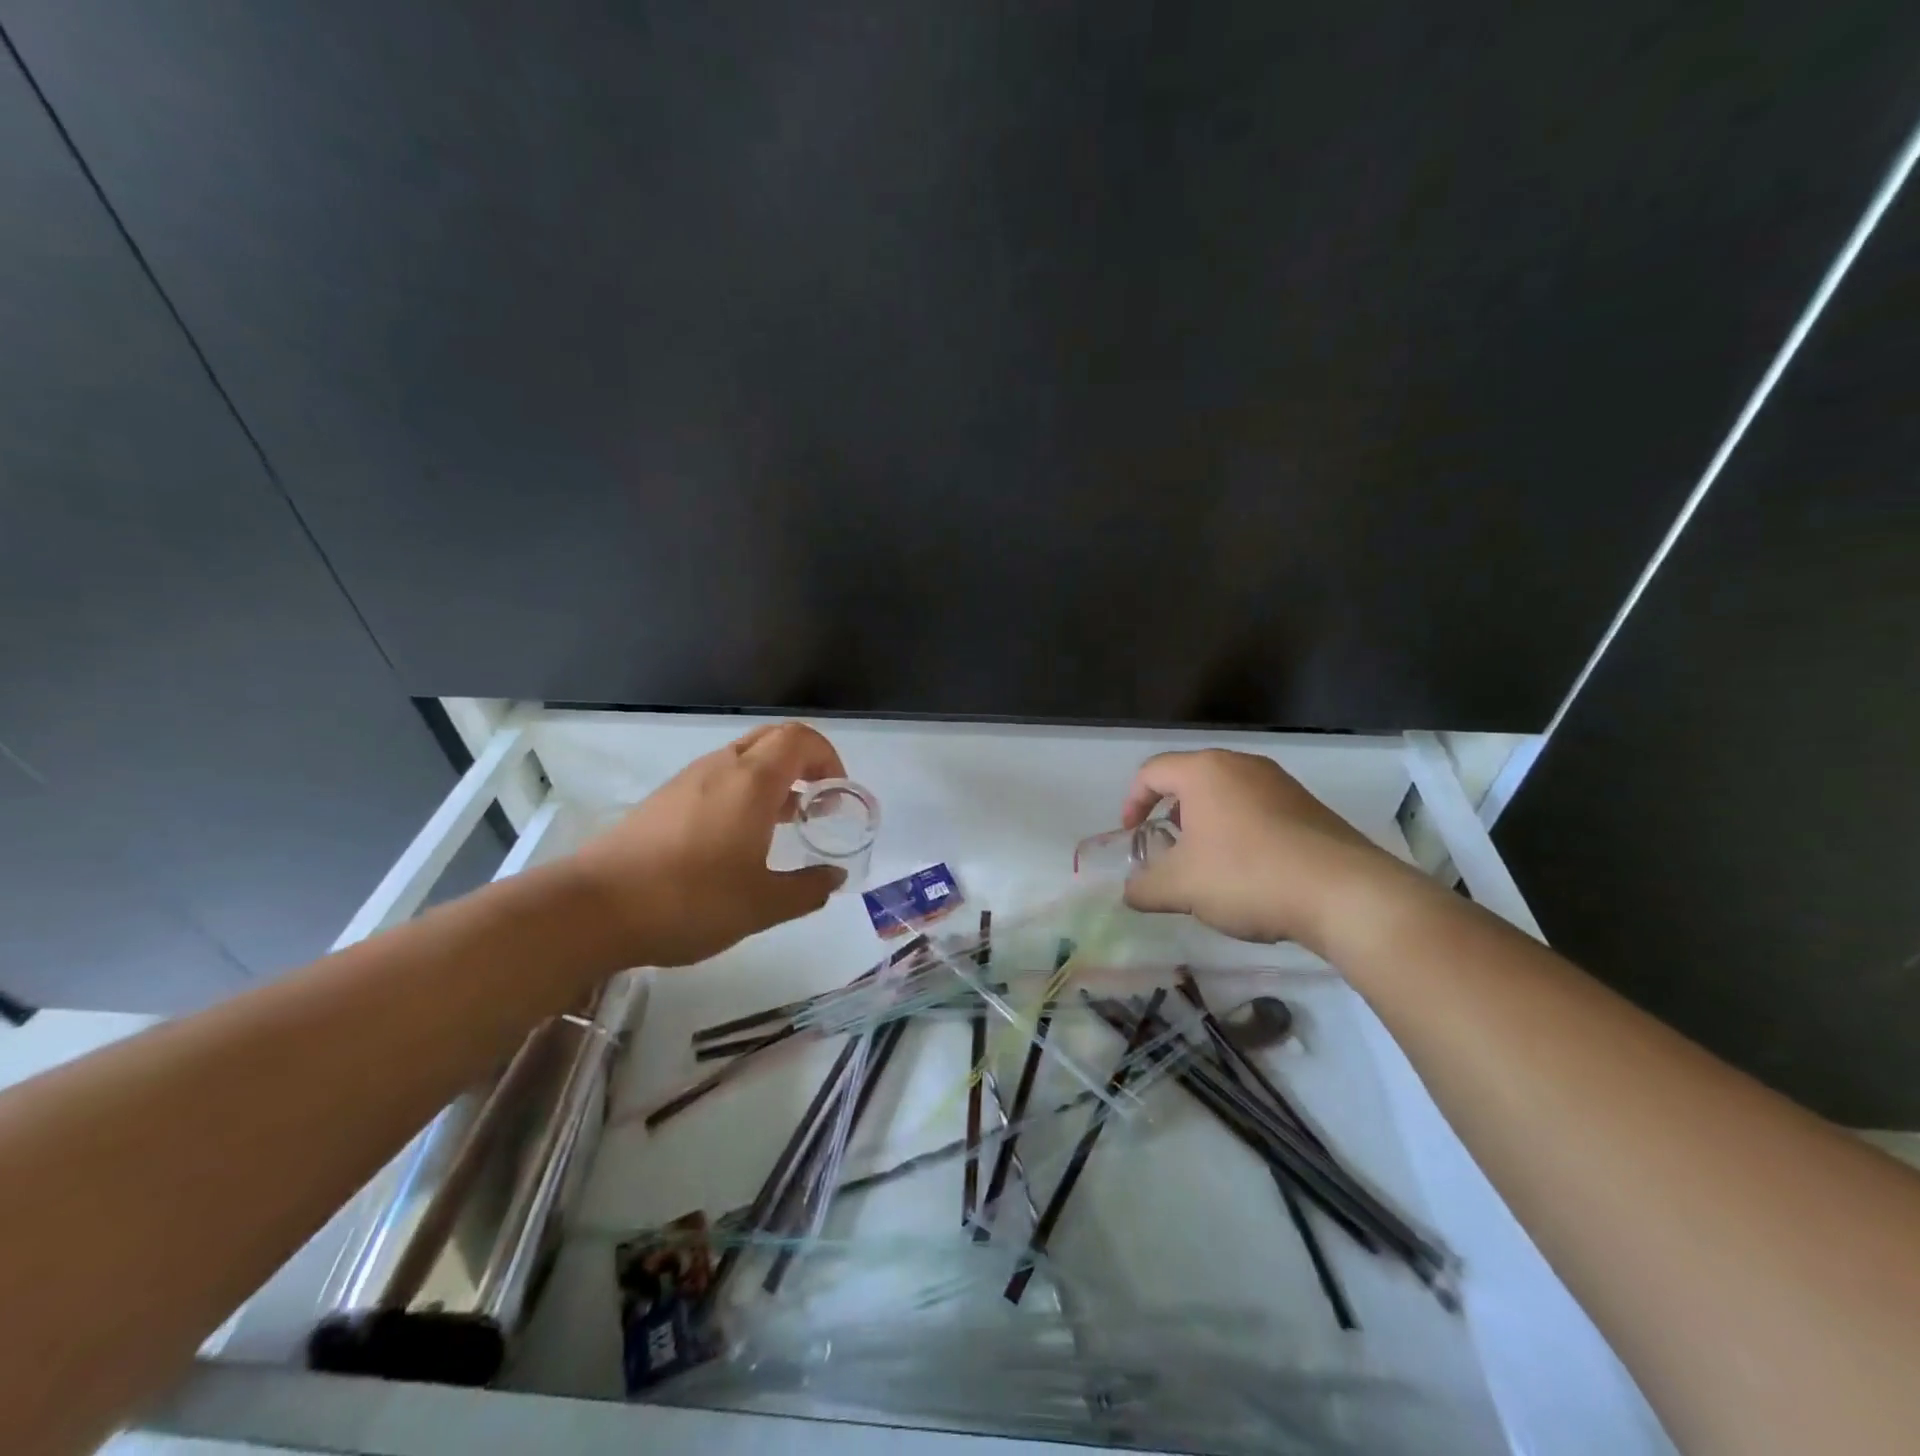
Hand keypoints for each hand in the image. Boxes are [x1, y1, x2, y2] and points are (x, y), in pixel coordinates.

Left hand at [571, 722, 847, 966]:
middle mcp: (721, 768)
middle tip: (817, 802)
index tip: (837, 794)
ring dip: (773, 778)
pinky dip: (743, 792)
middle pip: (773, 739)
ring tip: (784, 823)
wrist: (593, 909)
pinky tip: (739, 839)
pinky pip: (718, 778)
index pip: (800, 738)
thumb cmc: (690, 901)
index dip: (828, 757)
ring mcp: (687, 780)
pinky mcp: (664, 799)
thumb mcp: (762, 905)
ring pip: (743, 758)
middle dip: (804, 761)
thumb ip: (807, 889)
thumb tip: (835, 877)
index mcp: (752, 782)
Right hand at [1120, 749, 1407, 953]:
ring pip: (1227, 796)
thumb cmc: (1247, 875)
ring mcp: (1281, 784)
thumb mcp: (1180, 887)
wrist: (1344, 894)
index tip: (1132, 837)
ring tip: (1208, 865)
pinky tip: (1250, 873)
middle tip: (1168, 850)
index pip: (1152, 772)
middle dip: (1171, 816)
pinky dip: (1241, 833)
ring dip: (1207, 826)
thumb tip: (1131, 892)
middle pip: (1191, 780)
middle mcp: (1242, 765)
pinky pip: (1259, 811)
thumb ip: (1144, 887)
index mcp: (1205, 771)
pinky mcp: (1309, 807)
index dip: (1132, 803)